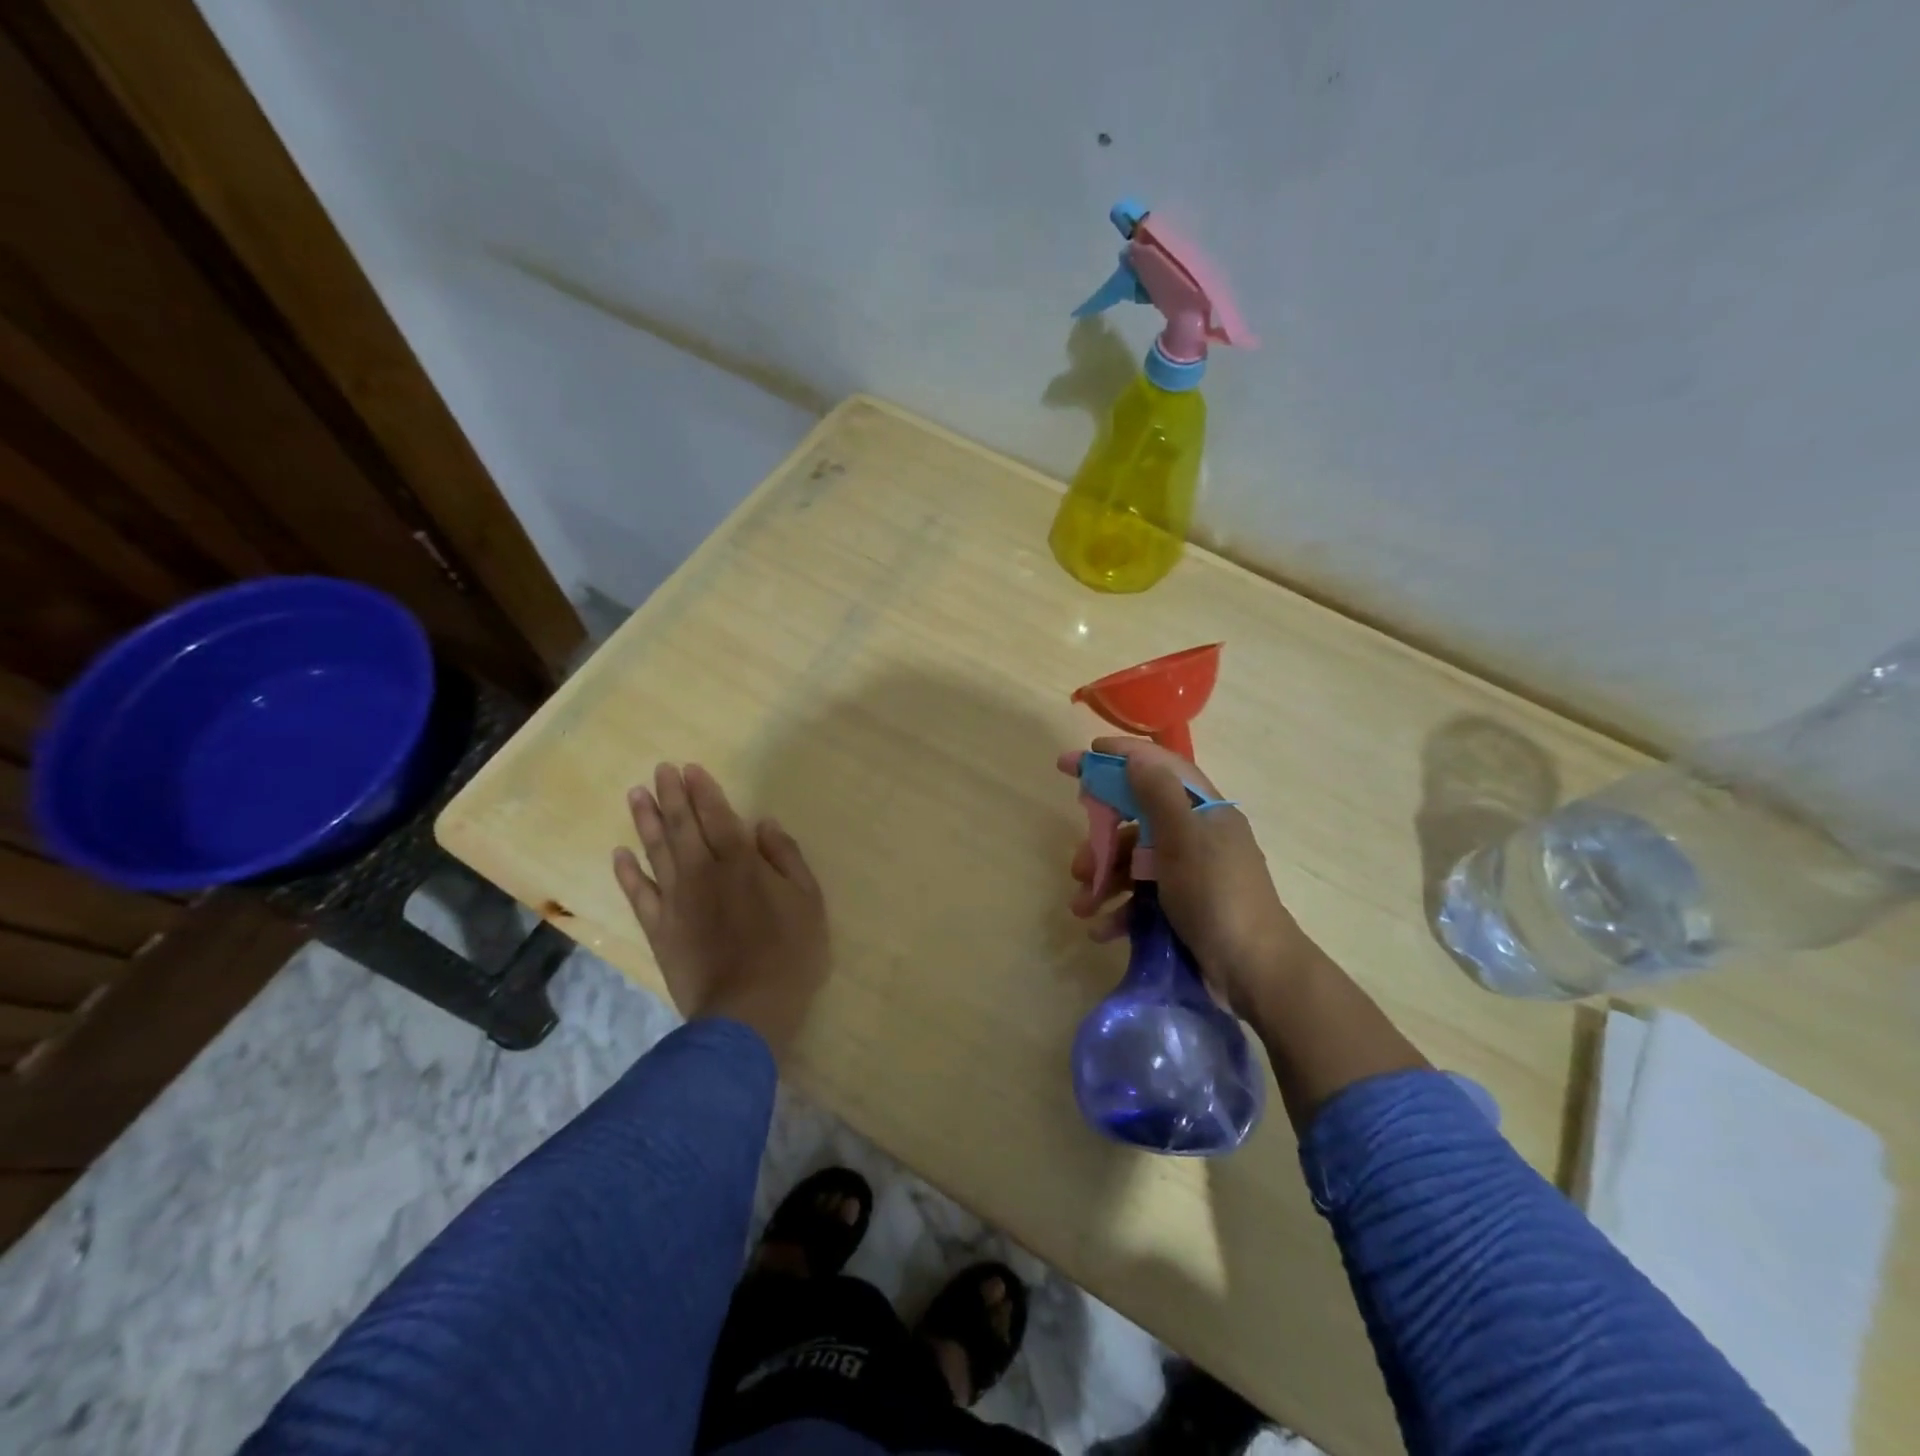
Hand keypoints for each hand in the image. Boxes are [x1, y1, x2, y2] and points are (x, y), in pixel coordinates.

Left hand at [613, 763, 828, 1059]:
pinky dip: (627, 874)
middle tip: (659, 770)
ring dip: (646, 822)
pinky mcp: (659, 930)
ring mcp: (676, 901)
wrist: (747, 1011)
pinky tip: (619, 854)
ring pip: (656, 852)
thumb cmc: (789, 955)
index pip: (718, 816)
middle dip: (670, 795)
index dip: (703, 791)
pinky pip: (638, 895)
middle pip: (682, 827)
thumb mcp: (808, 902)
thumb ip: (786, 859)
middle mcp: (703, 873)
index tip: (688, 768)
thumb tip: (763, 825)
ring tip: (636, 795)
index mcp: (741, 864)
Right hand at [1057, 737, 1326, 1020]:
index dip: (1118, 757)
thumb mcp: (1184, 840)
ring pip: (1134, 862)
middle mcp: (1196, 835)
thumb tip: (1136, 757)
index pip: (1157, 767)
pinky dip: (1119, 910)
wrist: (1256, 972)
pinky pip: (1142, 897)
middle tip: (1078, 862)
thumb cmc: (1217, 896)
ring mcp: (1189, 872)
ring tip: (1081, 905)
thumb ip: (1158, 796)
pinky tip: (1100, 929)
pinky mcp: (1183, 906)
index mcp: (1203, 810)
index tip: (1078, 758)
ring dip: (1103, 881)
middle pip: (1137, 820)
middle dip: (1101, 840)